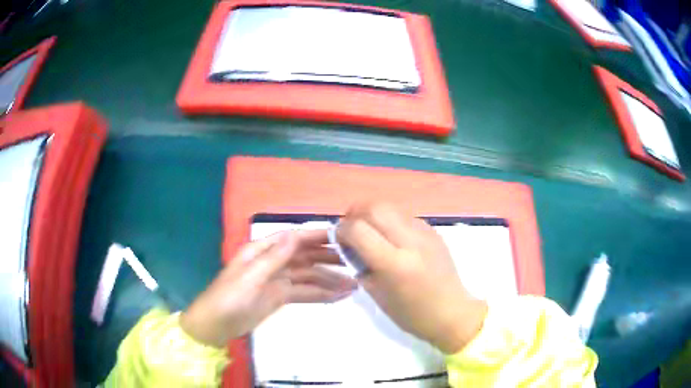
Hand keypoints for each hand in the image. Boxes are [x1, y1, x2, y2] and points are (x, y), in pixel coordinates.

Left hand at [180, 230, 357, 347]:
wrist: (216, 326)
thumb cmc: (228, 298)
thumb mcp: (250, 278)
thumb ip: (274, 258)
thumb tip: (295, 234)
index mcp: (262, 251)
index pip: (294, 238)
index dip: (317, 235)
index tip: (342, 236)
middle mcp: (272, 262)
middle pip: (305, 256)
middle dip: (329, 258)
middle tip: (355, 263)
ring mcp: (277, 280)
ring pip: (308, 276)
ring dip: (329, 279)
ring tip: (354, 284)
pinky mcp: (280, 297)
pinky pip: (304, 293)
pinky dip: (321, 294)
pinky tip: (338, 296)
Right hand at [338, 202, 487, 353]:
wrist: (451, 312)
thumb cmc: (412, 314)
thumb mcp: (377, 295)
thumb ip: (361, 266)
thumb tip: (349, 246)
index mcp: (395, 264)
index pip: (358, 229)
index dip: (342, 230)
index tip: (339, 239)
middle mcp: (411, 242)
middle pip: (375, 208)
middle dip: (356, 213)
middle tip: (352, 230)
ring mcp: (425, 234)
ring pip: (391, 207)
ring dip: (374, 215)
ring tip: (371, 232)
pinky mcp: (434, 231)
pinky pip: (405, 216)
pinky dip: (391, 221)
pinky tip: (392, 239)